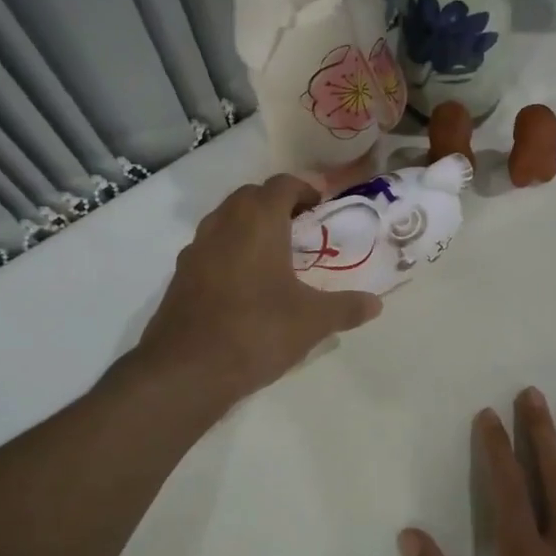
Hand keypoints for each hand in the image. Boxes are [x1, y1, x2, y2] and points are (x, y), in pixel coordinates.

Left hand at [138, 174, 381, 404]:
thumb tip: (375, 304)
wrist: (186, 370)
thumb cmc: (257, 331)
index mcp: (257, 221)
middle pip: (250, 197)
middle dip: (276, 205)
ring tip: (275, 257)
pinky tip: (246, 287)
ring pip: (226, 221)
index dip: (305, 189)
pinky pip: (210, 249)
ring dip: (250, 227)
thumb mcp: (312, 321)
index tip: (321, 208)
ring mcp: (195, 249)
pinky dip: (230, 253)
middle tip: (301, 231)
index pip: (282, 184)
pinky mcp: (180, 276)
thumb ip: (346, 307)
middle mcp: (223, 224)